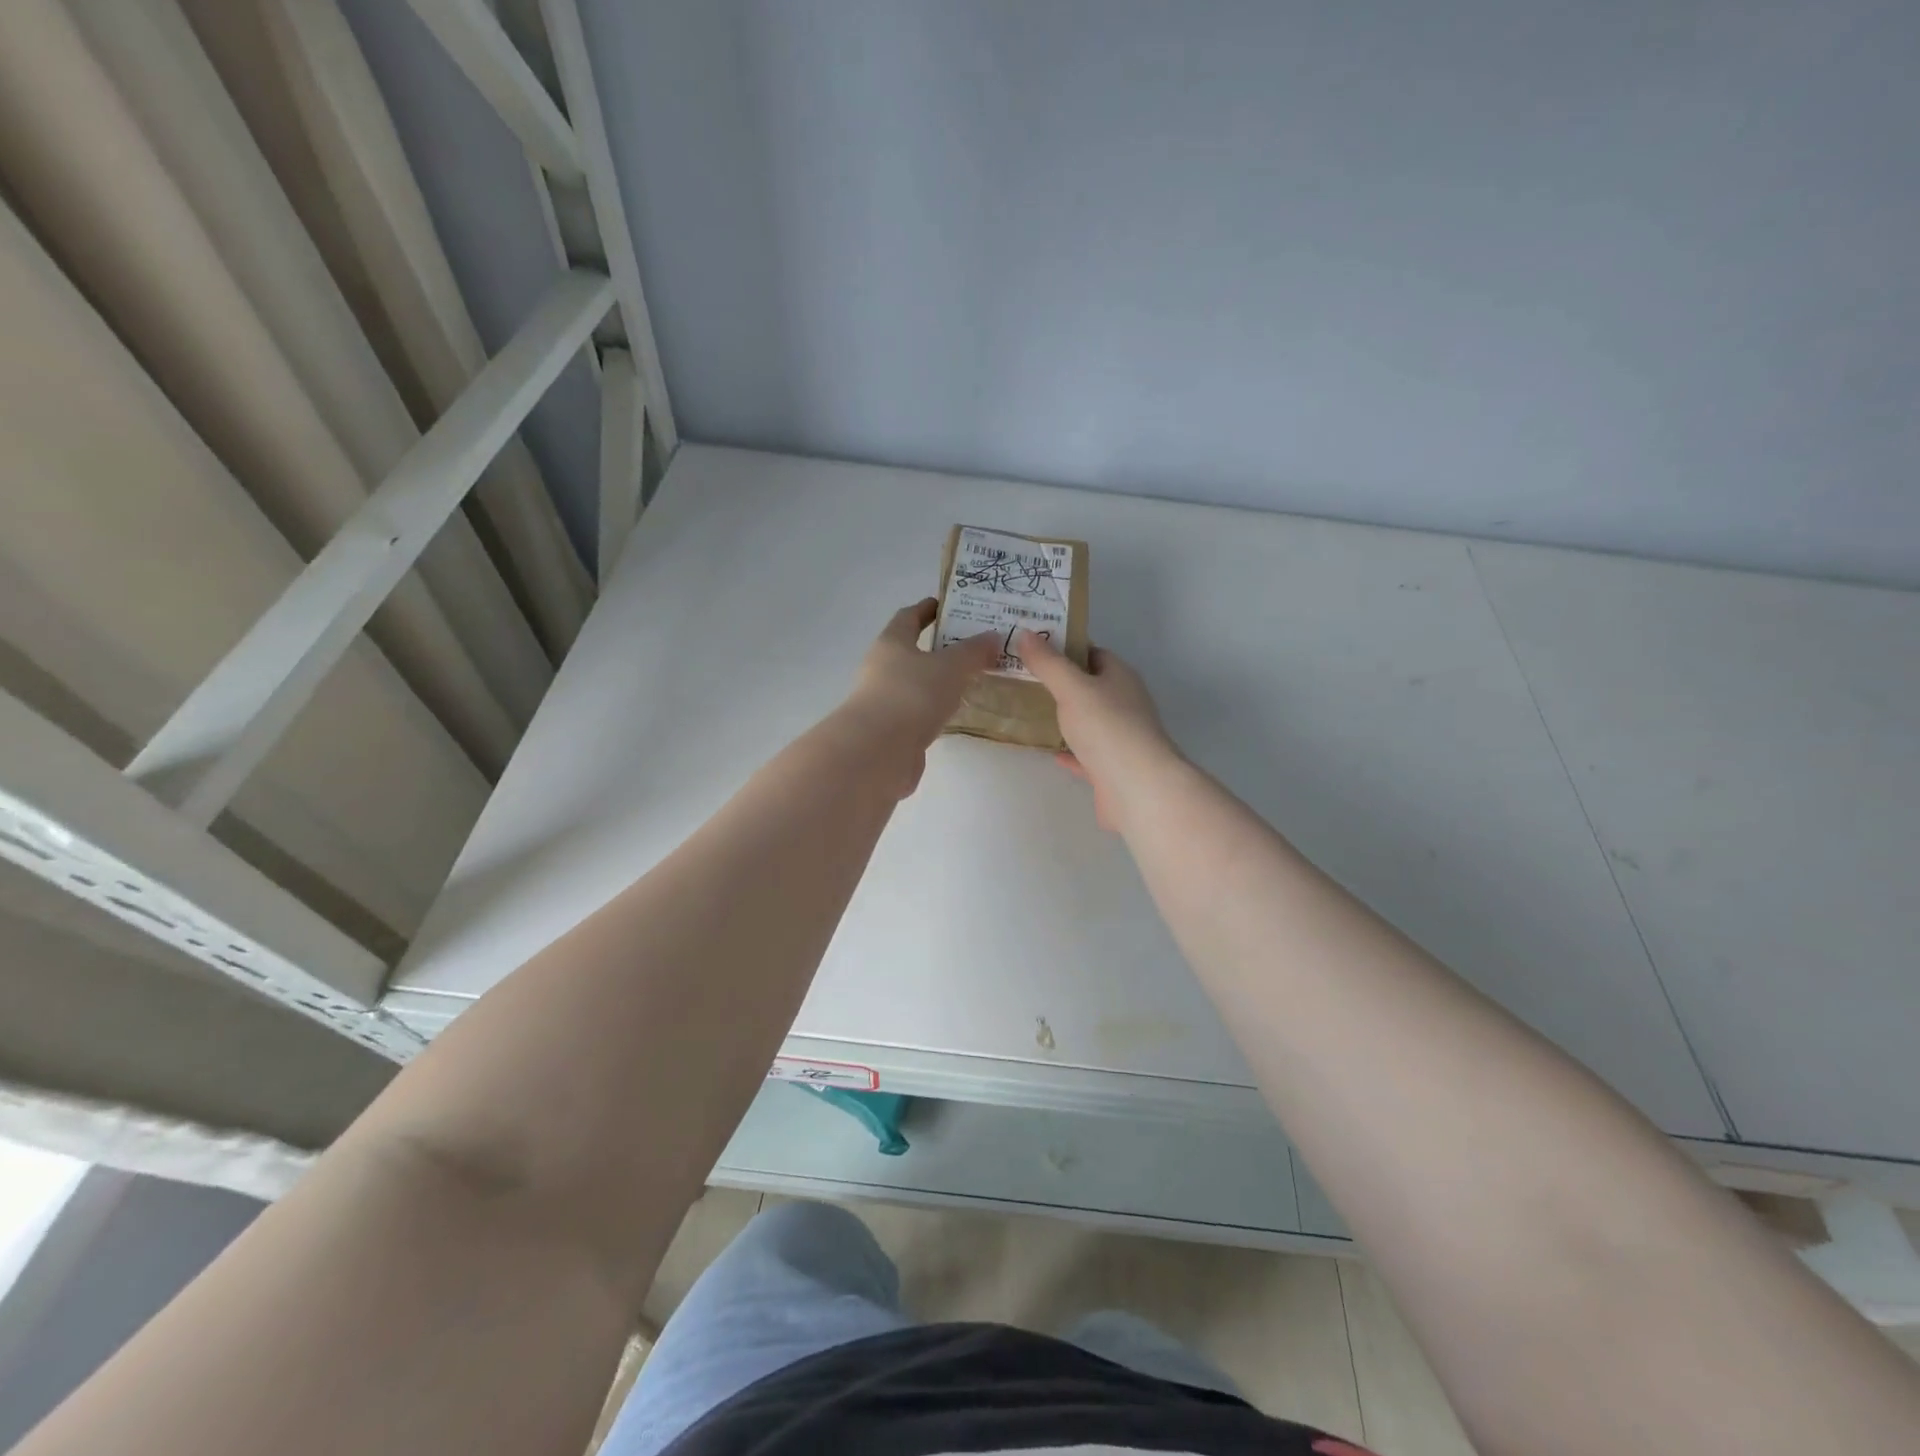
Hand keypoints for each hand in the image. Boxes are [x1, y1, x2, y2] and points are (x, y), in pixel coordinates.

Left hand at [839, 600, 999, 789]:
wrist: (879, 750)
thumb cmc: (913, 694)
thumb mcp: (951, 666)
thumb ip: (974, 651)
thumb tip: (993, 636)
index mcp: (892, 642)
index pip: (908, 616)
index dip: (927, 609)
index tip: (948, 605)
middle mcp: (881, 667)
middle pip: (910, 651)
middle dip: (938, 647)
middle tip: (972, 646)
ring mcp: (883, 700)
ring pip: (915, 683)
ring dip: (937, 681)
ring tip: (970, 680)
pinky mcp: (890, 730)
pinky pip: (917, 711)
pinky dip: (934, 708)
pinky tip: (954, 713)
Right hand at [1016, 630, 1177, 831]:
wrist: (1137, 788)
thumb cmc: (1107, 728)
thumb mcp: (1072, 688)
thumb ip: (1048, 663)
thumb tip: (1026, 633)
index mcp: (1120, 677)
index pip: (1093, 653)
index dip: (1065, 648)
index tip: (1033, 649)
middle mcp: (1124, 703)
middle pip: (1090, 687)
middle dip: (1060, 683)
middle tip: (1022, 679)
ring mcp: (1120, 738)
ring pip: (1088, 722)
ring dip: (1064, 718)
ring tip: (1028, 711)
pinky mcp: (1112, 768)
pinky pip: (1086, 754)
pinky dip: (1069, 751)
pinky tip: (1050, 751)